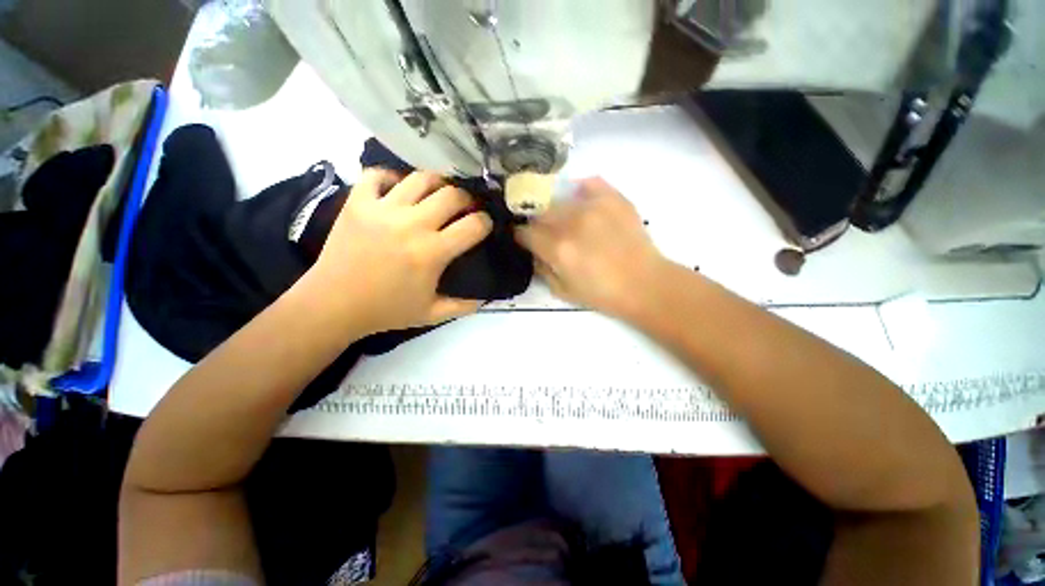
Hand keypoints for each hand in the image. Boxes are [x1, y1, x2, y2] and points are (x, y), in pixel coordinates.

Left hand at [307, 170, 491, 334]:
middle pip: (452, 195)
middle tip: (464, 208)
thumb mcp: (432, 314)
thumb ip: (463, 306)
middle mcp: (411, 225)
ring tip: (437, 194)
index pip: (473, 225)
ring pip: (420, 178)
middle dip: (466, 199)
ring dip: (436, 183)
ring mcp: (382, 210)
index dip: (485, 223)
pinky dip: (391, 177)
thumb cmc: (386, 310)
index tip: (484, 225)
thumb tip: (486, 297)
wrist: (333, 305)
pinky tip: (398, 189)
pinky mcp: (357, 203)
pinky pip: (377, 175)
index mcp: (432, 252)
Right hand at [516, 177, 670, 317]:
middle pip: (540, 213)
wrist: (644, 284)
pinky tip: (584, 204)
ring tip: (569, 223)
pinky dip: (582, 191)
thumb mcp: (563, 291)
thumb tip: (533, 251)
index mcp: (557, 248)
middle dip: (538, 224)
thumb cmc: (602, 294)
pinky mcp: (613, 198)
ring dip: (558, 212)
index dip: (521, 236)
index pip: (525, 232)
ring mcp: (594, 206)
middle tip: (548, 234)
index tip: (525, 240)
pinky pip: (589, 183)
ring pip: (560, 199)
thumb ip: (541, 269)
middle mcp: (571, 222)